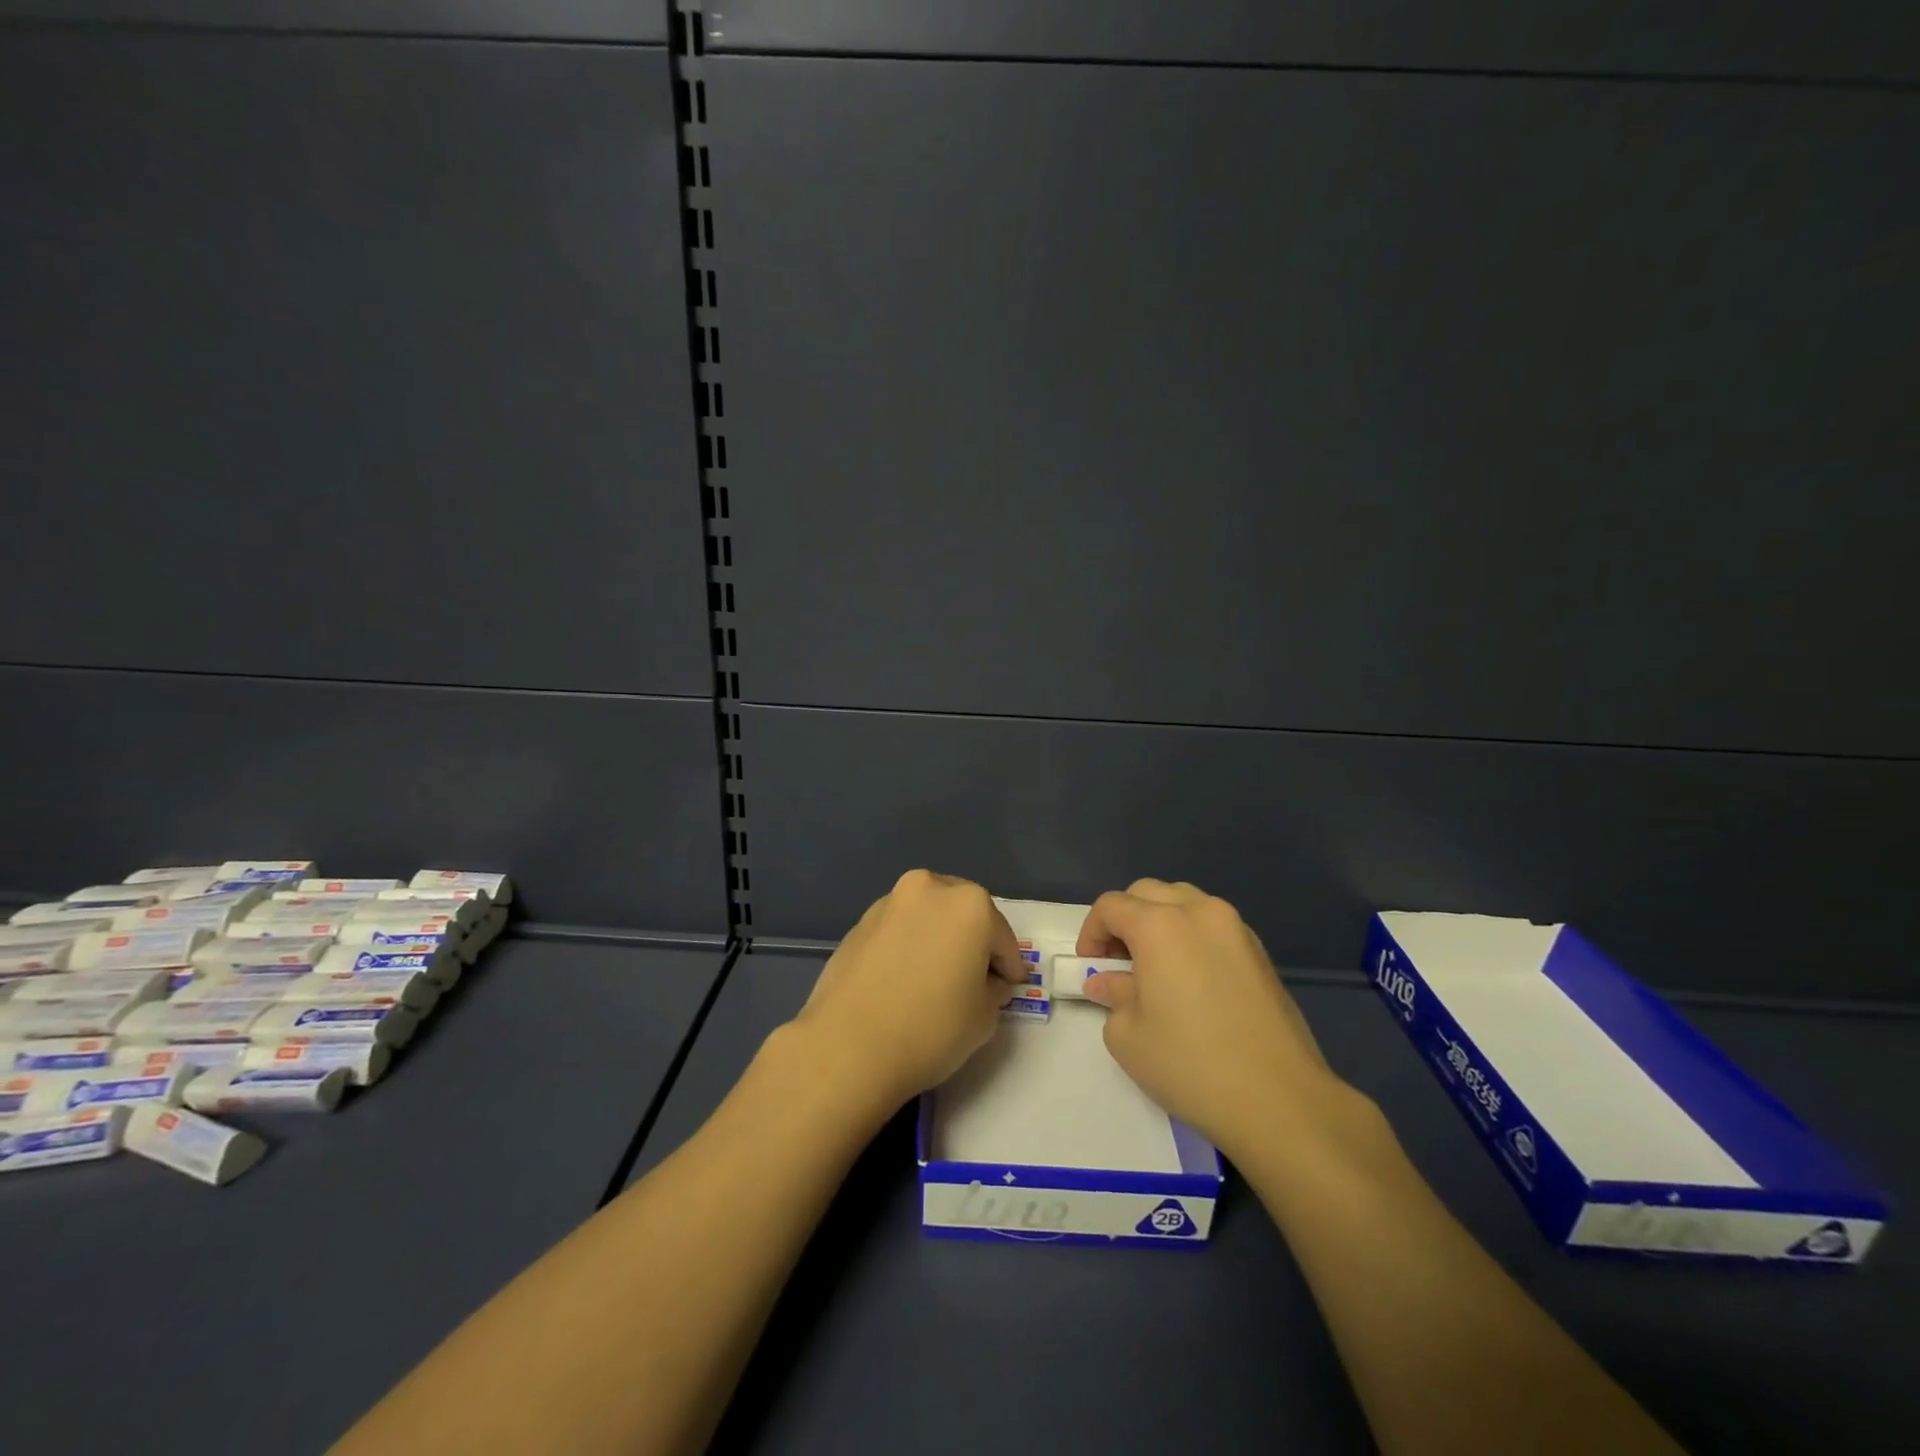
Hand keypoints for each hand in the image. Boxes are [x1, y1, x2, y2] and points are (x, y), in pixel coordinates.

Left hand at [789, 869, 1027, 1109]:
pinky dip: (908, 946)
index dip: (1009, 967)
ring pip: (928, 917)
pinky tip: (904, 980)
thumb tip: (985, 981)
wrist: (848, 1046)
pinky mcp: (859, 923)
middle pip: (964, 914)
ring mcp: (889, 903)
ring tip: (935, 979)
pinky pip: (899, 931)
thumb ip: (993, 989)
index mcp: (969, 904)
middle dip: (973, 942)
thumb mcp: (984, 1017)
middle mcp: (929, 889)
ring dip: (938, 939)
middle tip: (974, 978)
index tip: (1009, 988)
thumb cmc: (930, 1029)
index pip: (1002, 938)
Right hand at [1079, 879, 1348, 1155]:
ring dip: (1159, 921)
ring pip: (1184, 901)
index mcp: (1160, 925)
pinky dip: (1191, 935)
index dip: (1091, 932)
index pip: (1111, 906)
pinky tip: (1190, 978)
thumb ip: (1112, 995)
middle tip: (1117, 963)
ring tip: (1154, 966)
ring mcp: (1235, 928)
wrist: (1280, 1100)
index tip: (1089, 966)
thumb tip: (1107, 981)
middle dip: (1124, 920)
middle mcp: (1199, 912)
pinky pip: (1213, 924)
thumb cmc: (1191, 1065)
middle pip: (1147, 893)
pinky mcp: (1260, 951)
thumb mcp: (1129, 1035)